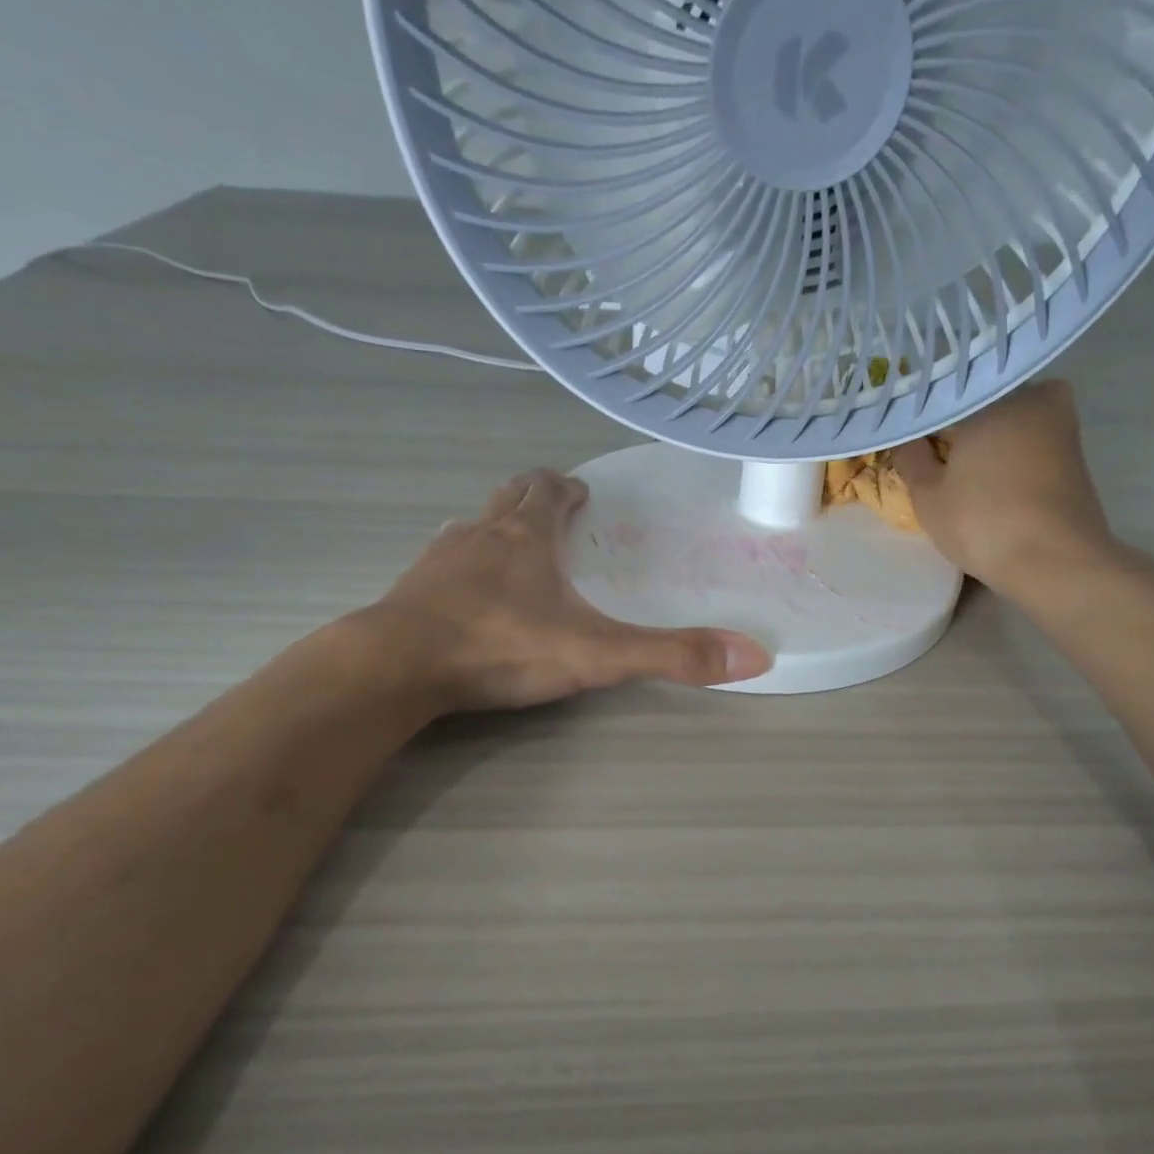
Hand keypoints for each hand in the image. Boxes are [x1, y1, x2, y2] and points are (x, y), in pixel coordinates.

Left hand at [361, 468, 771, 711]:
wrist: (398, 666)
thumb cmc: (501, 647)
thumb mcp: (597, 654)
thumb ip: (671, 655)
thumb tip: (756, 656)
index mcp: (526, 534)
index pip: (549, 489)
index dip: (568, 486)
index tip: (583, 492)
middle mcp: (481, 533)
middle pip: (509, 496)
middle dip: (533, 496)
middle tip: (553, 507)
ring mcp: (439, 559)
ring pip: (472, 526)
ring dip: (495, 527)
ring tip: (513, 545)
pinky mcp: (410, 590)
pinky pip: (441, 562)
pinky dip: (461, 564)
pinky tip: (465, 591)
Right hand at [891, 381, 1126, 602]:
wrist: (1055, 562)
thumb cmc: (983, 521)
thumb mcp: (928, 495)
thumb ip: (911, 458)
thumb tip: (906, 438)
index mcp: (997, 395)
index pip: (950, 395)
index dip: (926, 417)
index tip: (908, 434)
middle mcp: (1036, 397)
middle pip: (984, 407)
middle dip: (959, 427)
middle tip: (929, 452)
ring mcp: (1062, 426)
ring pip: (1009, 426)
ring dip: (984, 444)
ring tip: (953, 470)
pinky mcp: (1074, 457)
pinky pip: (1027, 447)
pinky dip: (1006, 459)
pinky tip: (986, 482)